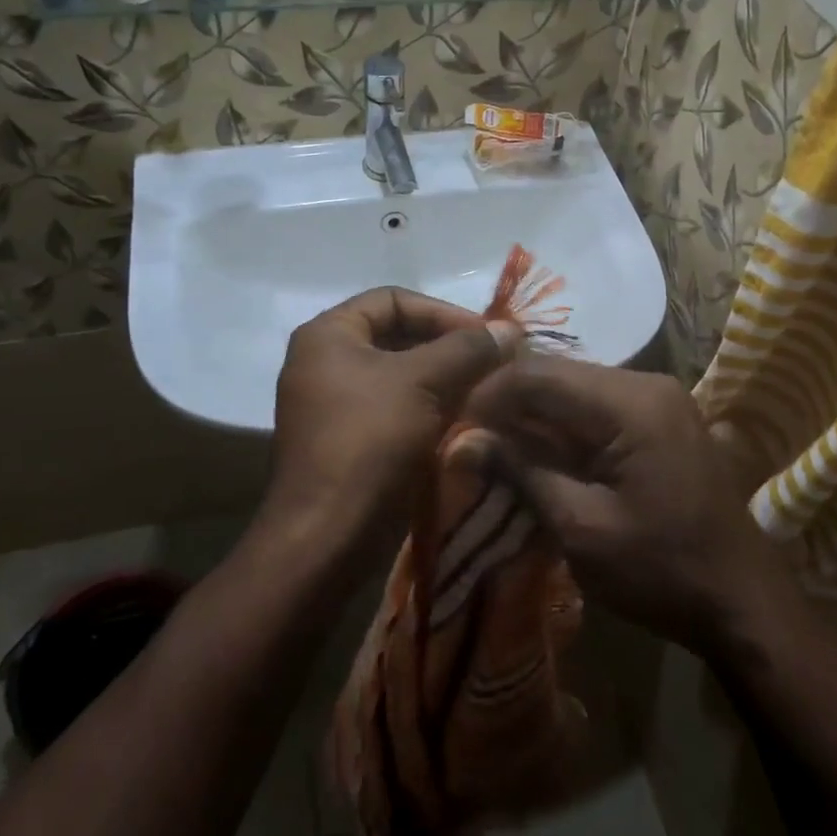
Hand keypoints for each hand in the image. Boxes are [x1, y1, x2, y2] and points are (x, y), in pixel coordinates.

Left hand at [263, 288, 516, 571]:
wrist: (328, 536)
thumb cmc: (370, 442)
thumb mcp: (424, 383)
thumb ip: (469, 349)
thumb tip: (511, 329)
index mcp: (328, 334)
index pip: (394, 299)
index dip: (444, 311)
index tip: (486, 336)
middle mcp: (325, 362)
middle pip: (398, 337)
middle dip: (449, 348)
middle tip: (494, 364)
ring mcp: (335, 404)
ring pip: (401, 376)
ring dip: (445, 380)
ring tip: (487, 392)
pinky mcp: (349, 441)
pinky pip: (396, 409)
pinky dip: (430, 409)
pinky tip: (465, 421)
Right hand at [466, 358, 789, 657]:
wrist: (744, 603)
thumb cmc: (663, 571)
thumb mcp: (583, 528)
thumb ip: (523, 472)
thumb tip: (462, 441)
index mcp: (631, 402)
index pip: (539, 373)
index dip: (489, 394)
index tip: (453, 429)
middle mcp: (648, 383)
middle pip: (558, 375)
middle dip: (509, 404)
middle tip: (470, 442)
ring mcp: (660, 398)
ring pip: (576, 389)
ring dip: (535, 417)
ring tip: (496, 451)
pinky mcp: (663, 419)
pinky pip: (599, 408)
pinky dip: (565, 428)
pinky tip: (542, 456)